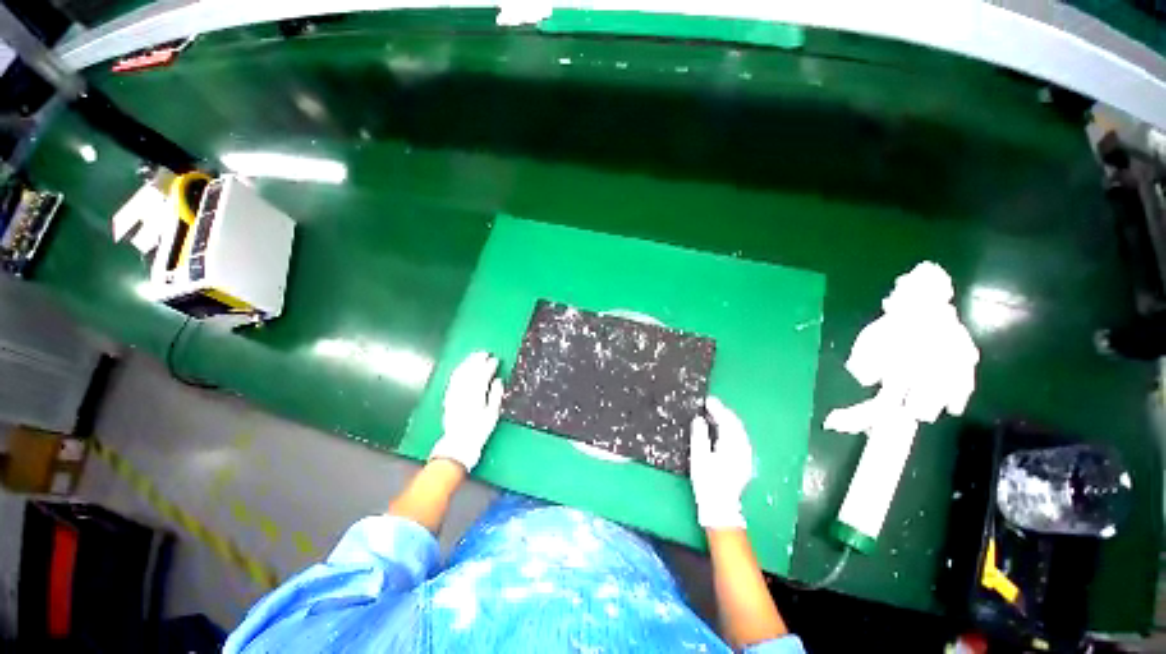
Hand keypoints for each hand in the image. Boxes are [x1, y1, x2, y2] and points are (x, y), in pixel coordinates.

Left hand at [429, 351, 503, 470]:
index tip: (495, 360)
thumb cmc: (479, 430)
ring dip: (468, 362)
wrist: (459, 443)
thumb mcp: (493, 414)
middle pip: (470, 371)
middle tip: (485, 353)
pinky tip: (463, 367)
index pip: (483, 375)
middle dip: (477, 360)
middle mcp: (463, 392)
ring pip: (460, 373)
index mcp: (476, 395)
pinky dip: (459, 370)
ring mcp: (454, 394)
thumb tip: (498, 380)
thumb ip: (496, 395)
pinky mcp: (448, 397)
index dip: (489, 366)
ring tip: (475, 356)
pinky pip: (453, 379)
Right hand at [690, 396, 753, 529]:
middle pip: (736, 424)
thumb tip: (700, 420)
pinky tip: (725, 430)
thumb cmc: (707, 482)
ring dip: (729, 420)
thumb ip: (700, 436)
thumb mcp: (698, 458)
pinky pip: (741, 438)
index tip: (708, 400)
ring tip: (717, 413)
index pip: (726, 421)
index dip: (717, 408)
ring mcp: (746, 455)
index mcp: (730, 446)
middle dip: (724, 412)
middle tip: (711, 404)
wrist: (720, 506)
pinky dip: (733, 430)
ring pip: (740, 431)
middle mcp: (742, 449)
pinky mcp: (745, 461)